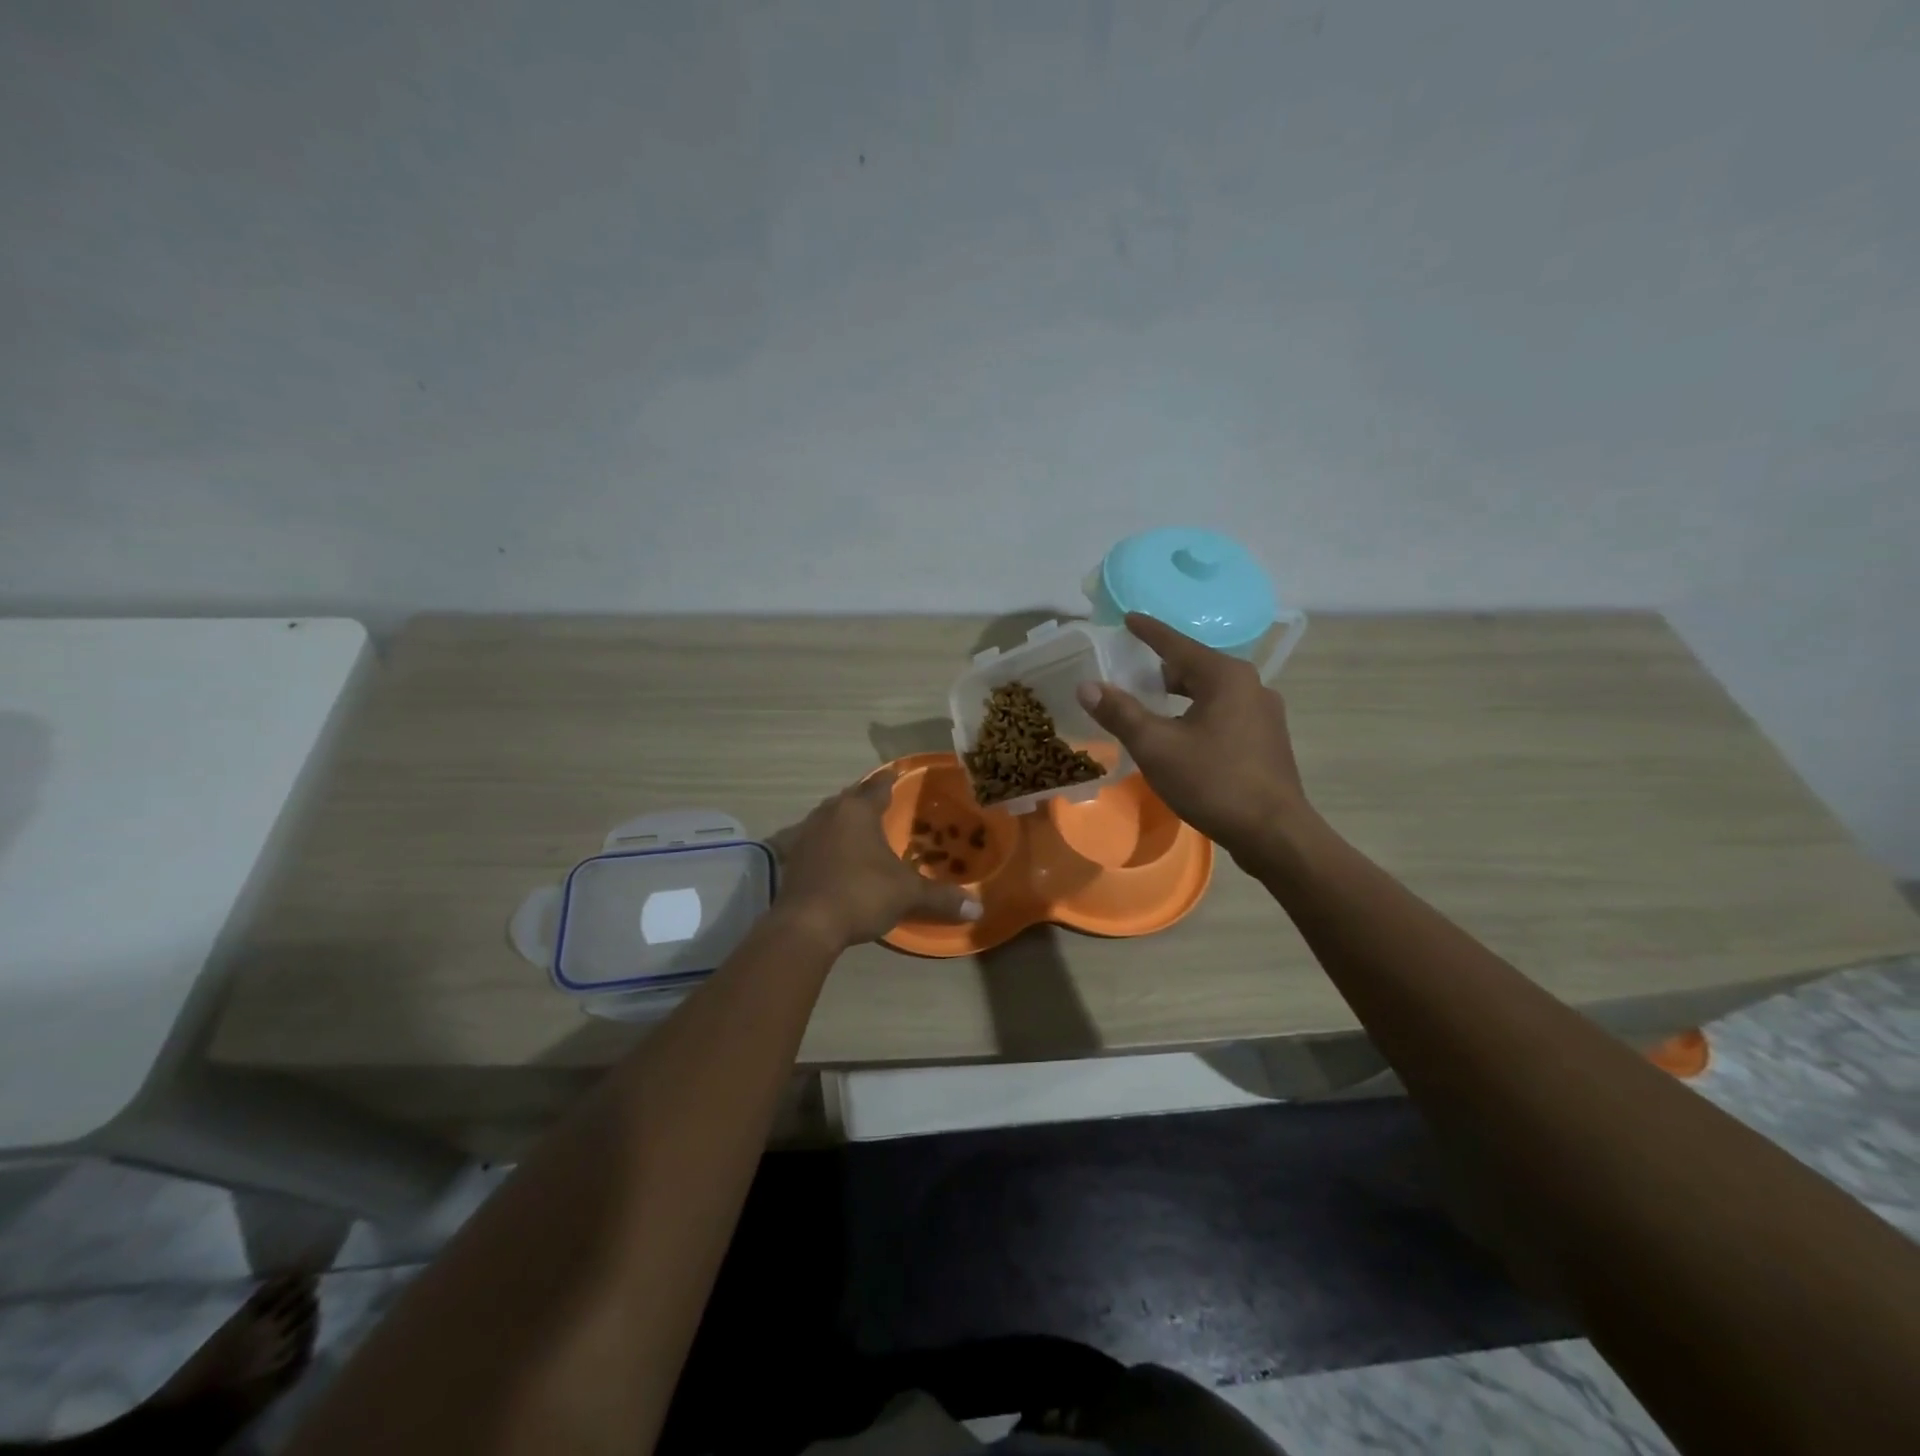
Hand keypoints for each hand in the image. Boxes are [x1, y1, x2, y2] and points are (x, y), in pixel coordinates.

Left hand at [770, 772, 982, 950]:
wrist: (806, 924)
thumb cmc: (861, 894)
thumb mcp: (907, 894)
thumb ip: (941, 897)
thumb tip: (979, 908)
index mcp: (858, 811)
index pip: (878, 786)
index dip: (891, 780)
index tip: (897, 774)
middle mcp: (829, 814)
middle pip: (851, 797)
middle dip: (866, 798)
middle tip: (883, 803)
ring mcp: (805, 834)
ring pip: (829, 817)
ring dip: (844, 819)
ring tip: (860, 828)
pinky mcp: (791, 858)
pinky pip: (813, 840)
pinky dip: (826, 842)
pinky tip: (834, 854)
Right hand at [1075, 613, 1309, 862]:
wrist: (1274, 832)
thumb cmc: (1213, 781)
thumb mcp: (1156, 746)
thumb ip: (1120, 713)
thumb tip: (1086, 686)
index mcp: (1225, 676)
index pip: (1177, 644)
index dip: (1148, 631)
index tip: (1127, 618)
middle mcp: (1251, 685)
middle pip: (1195, 667)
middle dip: (1161, 668)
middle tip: (1130, 674)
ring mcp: (1264, 713)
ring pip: (1211, 692)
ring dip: (1180, 695)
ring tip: (1151, 706)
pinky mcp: (1267, 739)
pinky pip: (1224, 712)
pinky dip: (1198, 713)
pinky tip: (1182, 735)